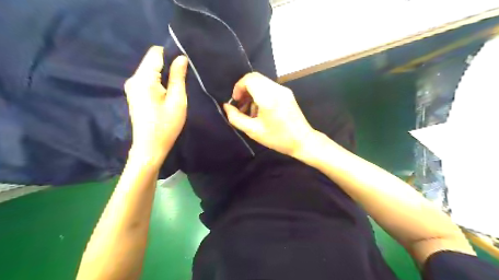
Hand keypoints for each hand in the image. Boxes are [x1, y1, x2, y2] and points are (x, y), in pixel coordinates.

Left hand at [123, 45, 187, 163]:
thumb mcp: (177, 100)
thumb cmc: (166, 125)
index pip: (156, 52)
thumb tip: (181, 57)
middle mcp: (133, 78)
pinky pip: (148, 80)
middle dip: (168, 66)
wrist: (150, 147)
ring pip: (150, 71)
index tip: (185, 65)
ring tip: (178, 87)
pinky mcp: (134, 94)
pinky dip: (159, 82)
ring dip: (165, 75)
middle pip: (152, 61)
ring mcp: (132, 87)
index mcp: (143, 78)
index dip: (171, 54)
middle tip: (185, 78)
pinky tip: (168, 93)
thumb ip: (178, 77)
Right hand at [223, 73, 312, 157]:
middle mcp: (277, 89)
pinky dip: (261, 94)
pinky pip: (269, 87)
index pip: (249, 79)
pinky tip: (260, 110)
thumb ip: (236, 118)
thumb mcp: (253, 131)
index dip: (238, 87)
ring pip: (262, 82)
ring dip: (252, 92)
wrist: (302, 141)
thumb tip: (227, 106)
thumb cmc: (277, 138)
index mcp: (268, 98)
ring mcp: (284, 90)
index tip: (236, 101)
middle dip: (244, 89)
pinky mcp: (287, 93)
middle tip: (241, 105)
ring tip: (250, 111)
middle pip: (255, 78)